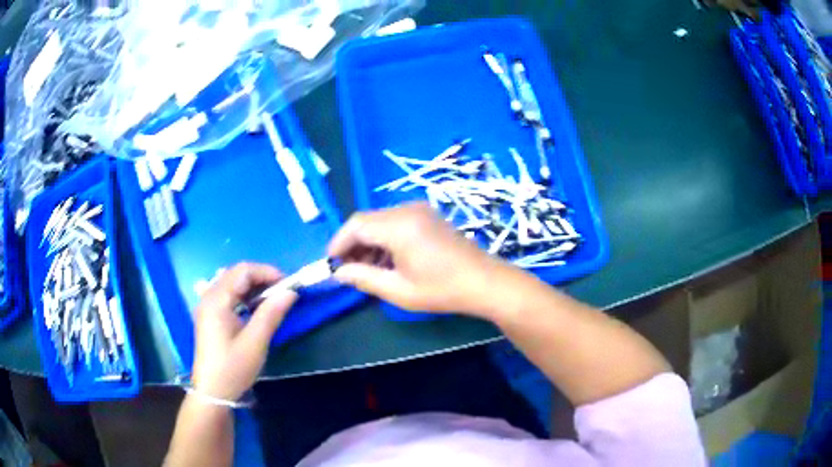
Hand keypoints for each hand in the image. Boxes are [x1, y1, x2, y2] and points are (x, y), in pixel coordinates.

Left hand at [191, 263, 297, 400]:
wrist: (212, 392)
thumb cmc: (233, 368)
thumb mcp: (255, 342)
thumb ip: (271, 313)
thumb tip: (290, 292)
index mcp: (217, 300)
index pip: (243, 271)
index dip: (267, 272)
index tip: (288, 285)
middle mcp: (209, 297)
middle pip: (236, 274)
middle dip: (261, 278)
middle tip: (282, 292)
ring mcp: (207, 305)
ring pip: (231, 283)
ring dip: (252, 286)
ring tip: (271, 299)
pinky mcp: (209, 315)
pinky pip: (227, 294)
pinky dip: (243, 295)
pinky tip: (252, 307)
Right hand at [328, 203, 512, 314]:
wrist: (484, 281)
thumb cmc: (442, 290)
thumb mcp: (398, 290)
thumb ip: (364, 278)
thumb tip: (339, 273)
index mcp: (399, 226)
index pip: (356, 225)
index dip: (339, 242)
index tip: (331, 263)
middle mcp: (406, 210)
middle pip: (366, 220)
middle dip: (352, 244)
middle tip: (348, 270)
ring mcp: (419, 209)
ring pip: (380, 220)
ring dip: (368, 241)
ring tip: (367, 269)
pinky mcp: (427, 214)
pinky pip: (395, 221)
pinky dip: (384, 238)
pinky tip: (386, 260)